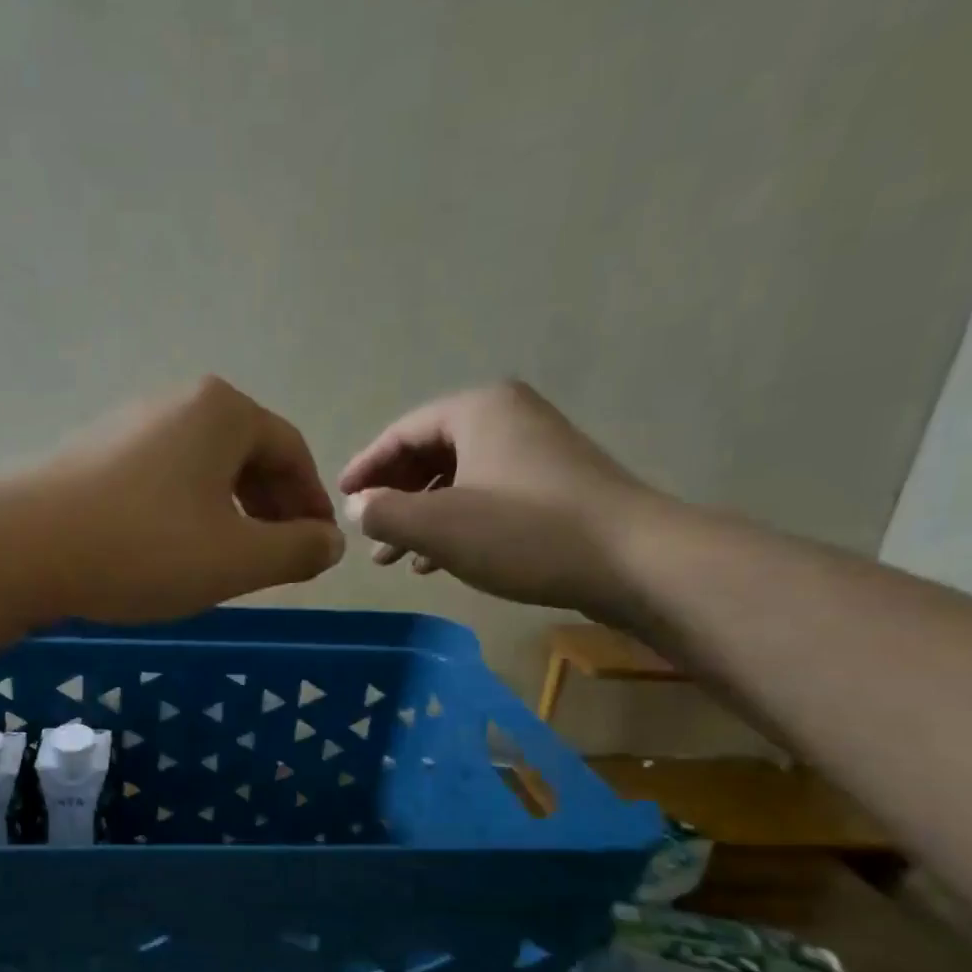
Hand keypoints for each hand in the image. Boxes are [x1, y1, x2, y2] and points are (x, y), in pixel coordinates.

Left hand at [28, 376, 345, 623]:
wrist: (22, 550)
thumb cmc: (146, 548)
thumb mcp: (238, 559)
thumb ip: (297, 550)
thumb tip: (330, 542)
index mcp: (222, 412)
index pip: (291, 452)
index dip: (310, 503)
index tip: (316, 548)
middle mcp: (176, 403)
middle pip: (246, 455)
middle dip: (270, 508)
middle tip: (277, 557)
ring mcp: (128, 425)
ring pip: (202, 470)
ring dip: (228, 512)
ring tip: (227, 560)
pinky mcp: (93, 455)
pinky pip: (161, 480)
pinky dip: (185, 512)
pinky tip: (172, 551)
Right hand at [338, 380, 658, 617]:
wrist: (632, 560)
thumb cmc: (525, 533)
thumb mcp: (439, 526)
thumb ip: (384, 513)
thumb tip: (356, 507)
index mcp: (477, 410)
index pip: (402, 432)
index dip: (365, 467)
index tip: (339, 500)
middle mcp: (506, 417)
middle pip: (429, 453)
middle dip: (393, 497)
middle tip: (367, 535)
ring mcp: (534, 450)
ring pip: (457, 480)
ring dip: (421, 517)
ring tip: (394, 559)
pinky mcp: (553, 484)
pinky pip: (485, 495)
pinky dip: (455, 523)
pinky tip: (437, 561)